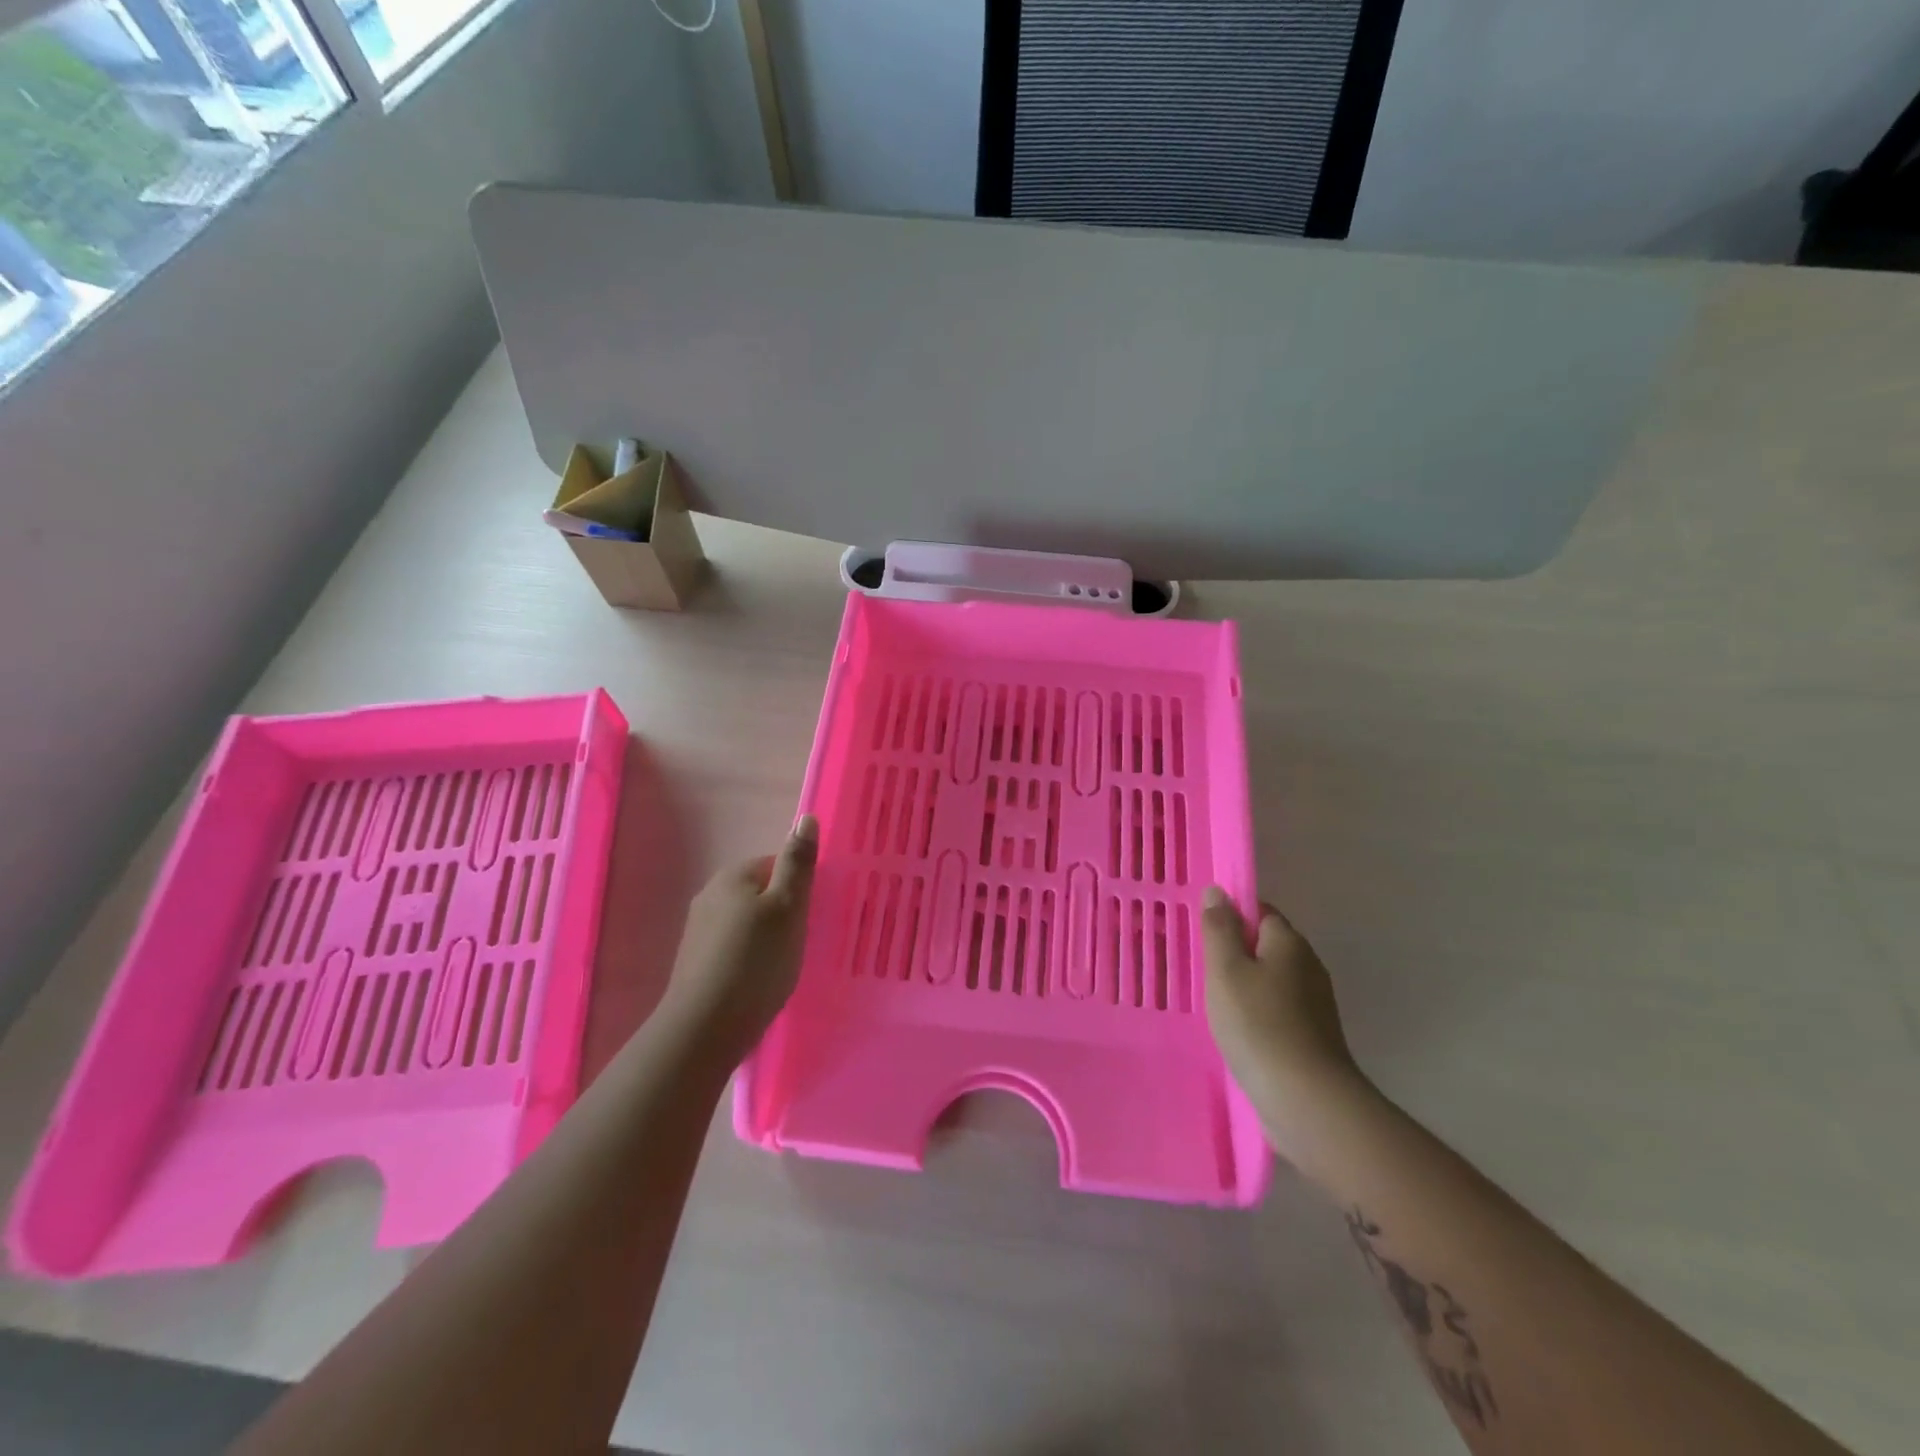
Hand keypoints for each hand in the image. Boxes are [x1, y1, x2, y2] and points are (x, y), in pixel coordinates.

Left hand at [657, 817, 817, 1066]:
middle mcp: (710, 894)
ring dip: (766, 937)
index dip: (798, 888)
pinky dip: (749, 959)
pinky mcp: (695, 962)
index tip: (810, 916)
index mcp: (733, 875)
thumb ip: (798, 863)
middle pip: (761, 893)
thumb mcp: (788, 908)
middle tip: (800, 942)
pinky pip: (733, 948)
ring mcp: (698, 930)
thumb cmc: (756, 962)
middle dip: (782, 913)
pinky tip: (758, 982)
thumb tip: (806, 817)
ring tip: (782, 966)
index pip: (776, 865)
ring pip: (746, 922)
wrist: (704, 1029)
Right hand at [1202, 887, 1365, 1133]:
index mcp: (1289, 942)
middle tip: (1202, 971)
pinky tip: (1238, 1033)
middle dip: (1236, 954)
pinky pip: (1278, 1012)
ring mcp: (1315, 1004)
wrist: (1307, 1101)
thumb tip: (1218, 891)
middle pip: (1266, 946)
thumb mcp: (1225, 970)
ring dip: (1245, 987)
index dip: (1231, 918)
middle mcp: (1308, 966)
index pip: (1260, 912)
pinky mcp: (1313, 1037)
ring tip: (1214, 1005)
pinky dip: (1257, 1016)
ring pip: (1271, 981)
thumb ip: (1220, 929)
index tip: (1203, 937)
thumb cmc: (1258, 1025)